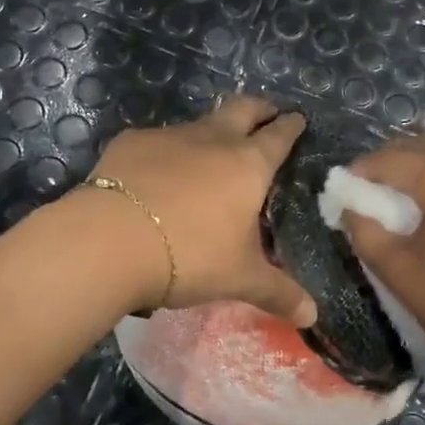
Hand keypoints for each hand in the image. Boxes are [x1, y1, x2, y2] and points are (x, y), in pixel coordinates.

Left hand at [87, 95, 317, 325]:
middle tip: (266, 113)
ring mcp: (170, 136)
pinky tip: (156, 174)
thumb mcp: (239, 278)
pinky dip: (166, 152)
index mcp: (248, 165)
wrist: (111, 239)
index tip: (297, 118)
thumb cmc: (190, 255)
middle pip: (242, 108)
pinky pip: (157, 141)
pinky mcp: (131, 142)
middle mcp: (213, 139)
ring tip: (211, 149)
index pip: (278, 136)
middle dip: (259, 107)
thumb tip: (312, 316)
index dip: (290, 126)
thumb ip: (278, 293)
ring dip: (211, 130)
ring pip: (199, 123)